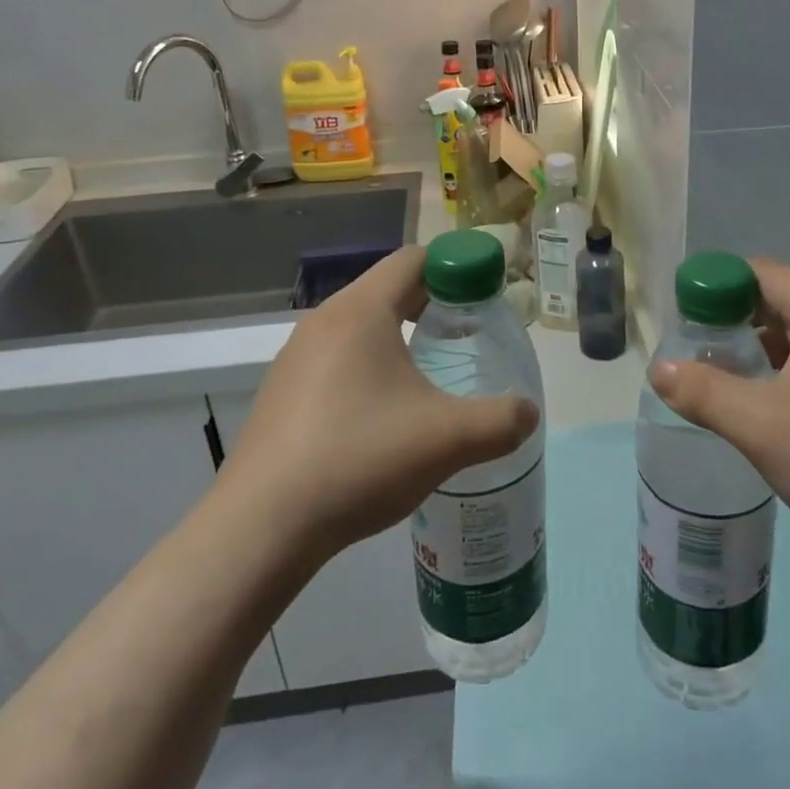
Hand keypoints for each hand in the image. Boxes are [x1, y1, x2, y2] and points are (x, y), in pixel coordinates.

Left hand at [214, 246, 538, 564]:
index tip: (485, 296)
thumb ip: (501, 420)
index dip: (456, 267)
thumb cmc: (359, 460)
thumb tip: (529, 413)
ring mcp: (295, 358)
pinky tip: (382, 415)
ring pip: (360, 325)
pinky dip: (368, 366)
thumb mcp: (447, 440)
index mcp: (361, 311)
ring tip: (430, 375)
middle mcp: (324, 321)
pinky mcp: (282, 393)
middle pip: (388, 289)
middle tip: (468, 334)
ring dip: (399, 336)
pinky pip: (336, 359)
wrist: (260, 528)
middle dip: (433, 303)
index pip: (414, 259)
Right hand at [649, 260, 789, 570]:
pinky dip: (788, 368)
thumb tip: (658, 368)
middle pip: (778, 298)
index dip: (715, 289)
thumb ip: (702, 392)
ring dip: (760, 349)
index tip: (686, 323)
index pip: (758, 272)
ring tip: (727, 382)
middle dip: (733, 322)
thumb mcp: (759, 425)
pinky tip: (771, 405)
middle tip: (699, 356)